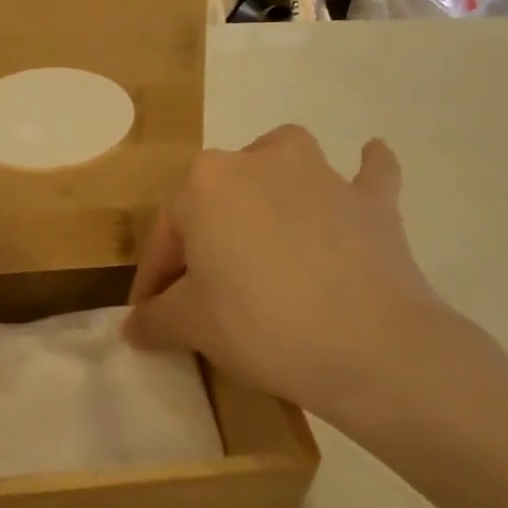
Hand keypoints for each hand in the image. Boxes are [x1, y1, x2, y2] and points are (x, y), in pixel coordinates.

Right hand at [125, 125, 477, 436]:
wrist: (370, 346)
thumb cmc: (260, 323)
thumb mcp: (190, 326)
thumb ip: (155, 319)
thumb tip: (135, 328)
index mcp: (206, 183)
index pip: (166, 236)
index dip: (154, 281)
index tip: (151, 317)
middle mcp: (260, 162)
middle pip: (218, 199)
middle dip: (205, 239)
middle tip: (204, 290)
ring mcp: (322, 175)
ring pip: (283, 165)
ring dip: (272, 185)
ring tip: (266, 221)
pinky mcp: (372, 202)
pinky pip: (366, 177)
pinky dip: (362, 174)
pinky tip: (362, 174)